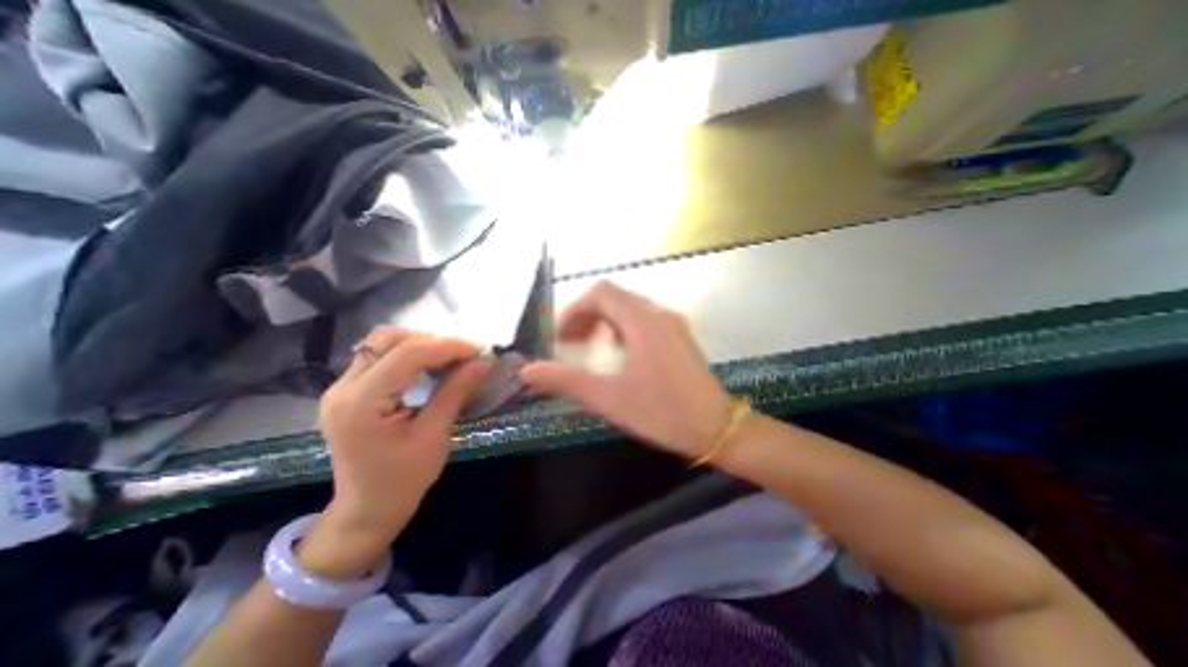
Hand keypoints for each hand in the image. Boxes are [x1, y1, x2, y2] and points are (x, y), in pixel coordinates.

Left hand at [304, 329, 497, 577]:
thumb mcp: (434, 435)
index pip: (407, 354)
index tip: (478, 351)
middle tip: (463, 356)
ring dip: (420, 344)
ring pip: (383, 343)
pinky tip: (430, 366)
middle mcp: (343, 387)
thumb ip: (455, 391)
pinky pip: (380, 357)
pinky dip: (410, 354)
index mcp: (361, 403)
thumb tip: (483, 362)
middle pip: (389, 339)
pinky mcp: (349, 390)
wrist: (367, 509)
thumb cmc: (403, 480)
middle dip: (432, 341)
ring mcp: (341, 387)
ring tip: (450, 358)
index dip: (447, 347)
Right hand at [520, 278, 733, 458]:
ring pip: (630, 308)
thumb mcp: (609, 398)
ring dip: (605, 321)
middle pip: (614, 297)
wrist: (717, 428)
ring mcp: (673, 323)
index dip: (574, 309)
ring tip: (591, 349)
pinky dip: (623, 328)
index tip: (560, 337)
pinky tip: (619, 355)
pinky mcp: (680, 336)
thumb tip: (527, 370)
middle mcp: (658, 313)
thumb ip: (565, 381)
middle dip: (586, 315)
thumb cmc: (662, 413)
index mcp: (641, 321)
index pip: (600, 293)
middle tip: (570, 343)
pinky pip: (644, 319)